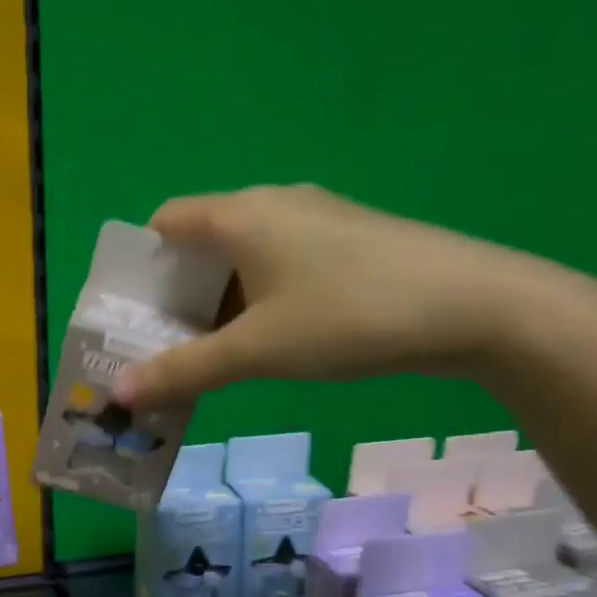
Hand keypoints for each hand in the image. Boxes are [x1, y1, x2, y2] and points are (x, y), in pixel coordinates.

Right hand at [114, 185, 553, 408]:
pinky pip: (281, 265)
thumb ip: (185, 370)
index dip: (140, 267)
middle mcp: (274, 204)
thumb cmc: (348, 317)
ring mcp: (317, 219)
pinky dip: (259, 299)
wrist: (474, 306)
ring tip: (210, 355)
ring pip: (244, 257)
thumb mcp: (258, 351)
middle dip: (176, 295)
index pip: (165, 223)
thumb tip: (122, 393)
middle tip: (164, 348)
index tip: (132, 317)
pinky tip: (269, 341)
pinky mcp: (349, 241)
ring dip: (219, 302)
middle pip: (202, 243)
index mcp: (240, 215)